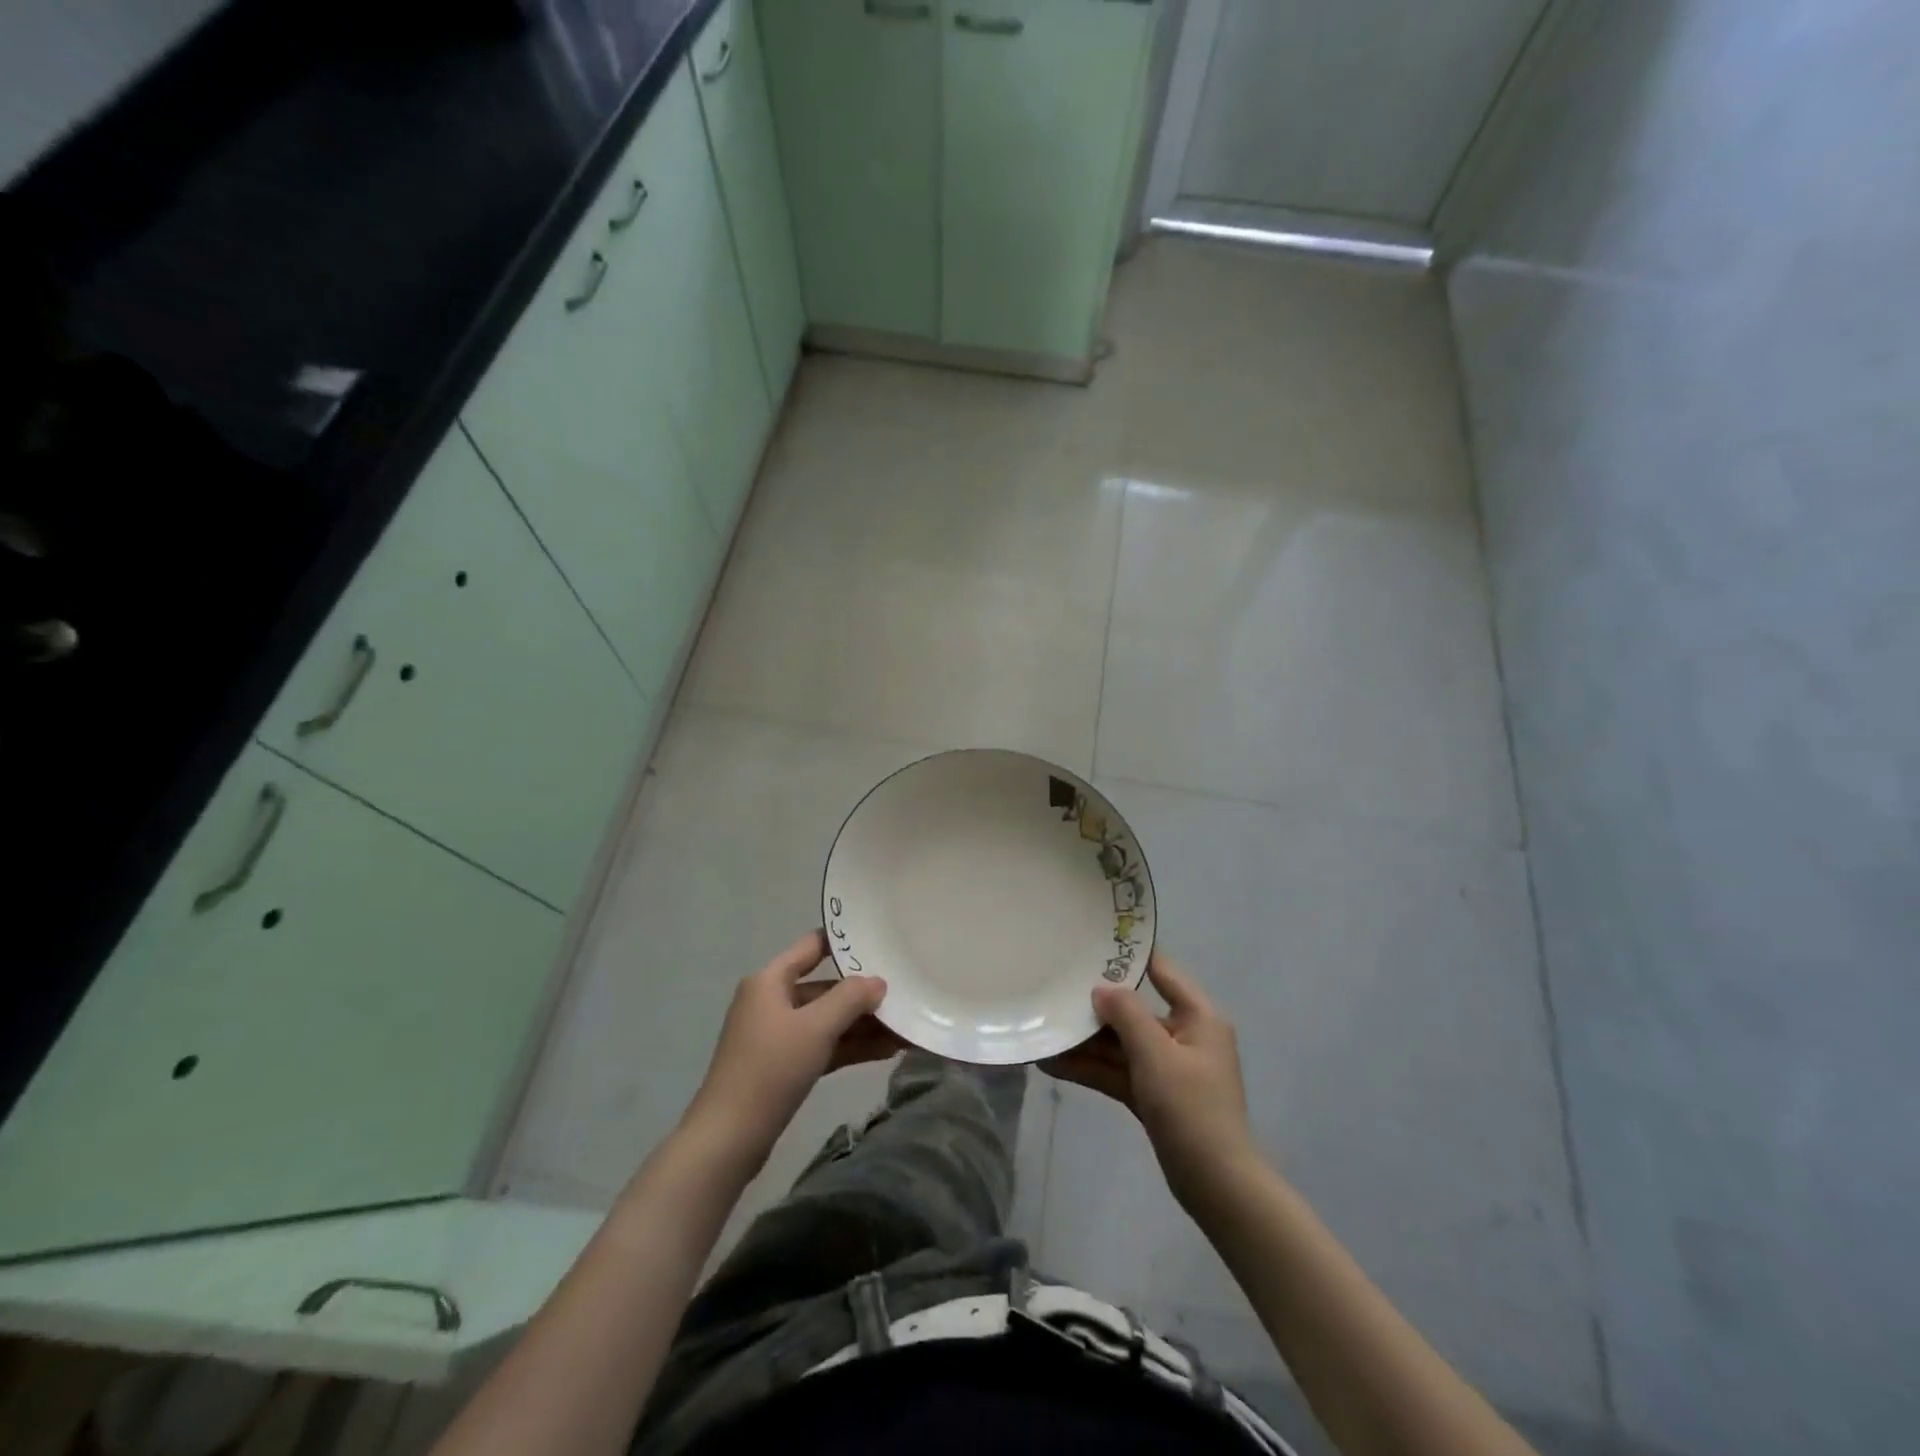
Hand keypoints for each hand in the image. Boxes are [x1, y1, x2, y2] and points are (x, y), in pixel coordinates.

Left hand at [683, 930, 902, 1173]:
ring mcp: (777, 1035)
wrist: (728, 1139)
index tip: (881, 939)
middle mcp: (772, 1001)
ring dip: (863, 1024)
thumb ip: (850, 998)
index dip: (845, 941)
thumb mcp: (815, 1028)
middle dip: (863, 994)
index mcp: (770, 980)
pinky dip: (851, 1046)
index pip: (812, 946)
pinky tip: (887, 1050)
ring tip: (905, 1027)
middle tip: (905, 993)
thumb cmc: (770, 1069)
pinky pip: (823, 1045)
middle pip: (825, 987)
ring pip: (827, 1020)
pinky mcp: (784, 1066)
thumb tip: (878, 982)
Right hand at [1041, 951, 1258, 1207]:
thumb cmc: (1192, 1108)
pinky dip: (1091, 1068)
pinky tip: (1053, 1064)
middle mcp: (1184, 1034)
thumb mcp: (1156, 1054)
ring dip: (1086, 1042)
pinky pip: (1118, 1071)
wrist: (1217, 1186)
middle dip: (1095, 1007)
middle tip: (1055, 989)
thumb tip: (1101, 988)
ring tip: (1043, 1031)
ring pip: (1121, 1044)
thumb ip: (1127, 1015)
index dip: (1129, 955)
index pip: (1161, 970)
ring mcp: (1167, 1067)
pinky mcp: (1154, 1094)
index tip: (1091, 941)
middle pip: (1134, 1010)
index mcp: (1198, 1016)